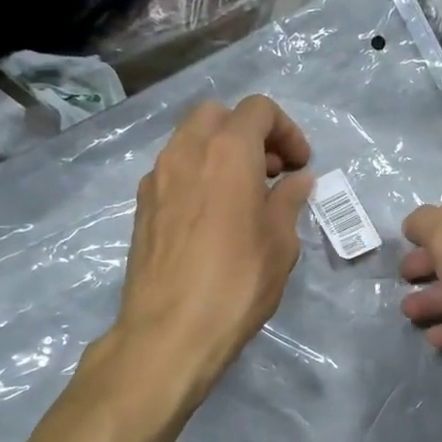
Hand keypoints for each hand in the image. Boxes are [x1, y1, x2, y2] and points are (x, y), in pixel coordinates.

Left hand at [118, 96, 313, 386]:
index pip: (258, 110)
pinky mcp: (142, 207)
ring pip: (190, 140)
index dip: (287, 130)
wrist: (170, 332)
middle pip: (217, 115)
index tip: (299, 165)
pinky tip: (214, 216)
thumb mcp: (280, 243)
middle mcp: (186, 153)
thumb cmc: (237, 284)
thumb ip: (288, 201)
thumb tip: (296, 181)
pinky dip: (198, 175)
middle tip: (271, 171)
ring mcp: (157, 179)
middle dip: (249, 132)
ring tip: (244, 195)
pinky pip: (174, 171)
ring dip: (221, 153)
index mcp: (227, 152)